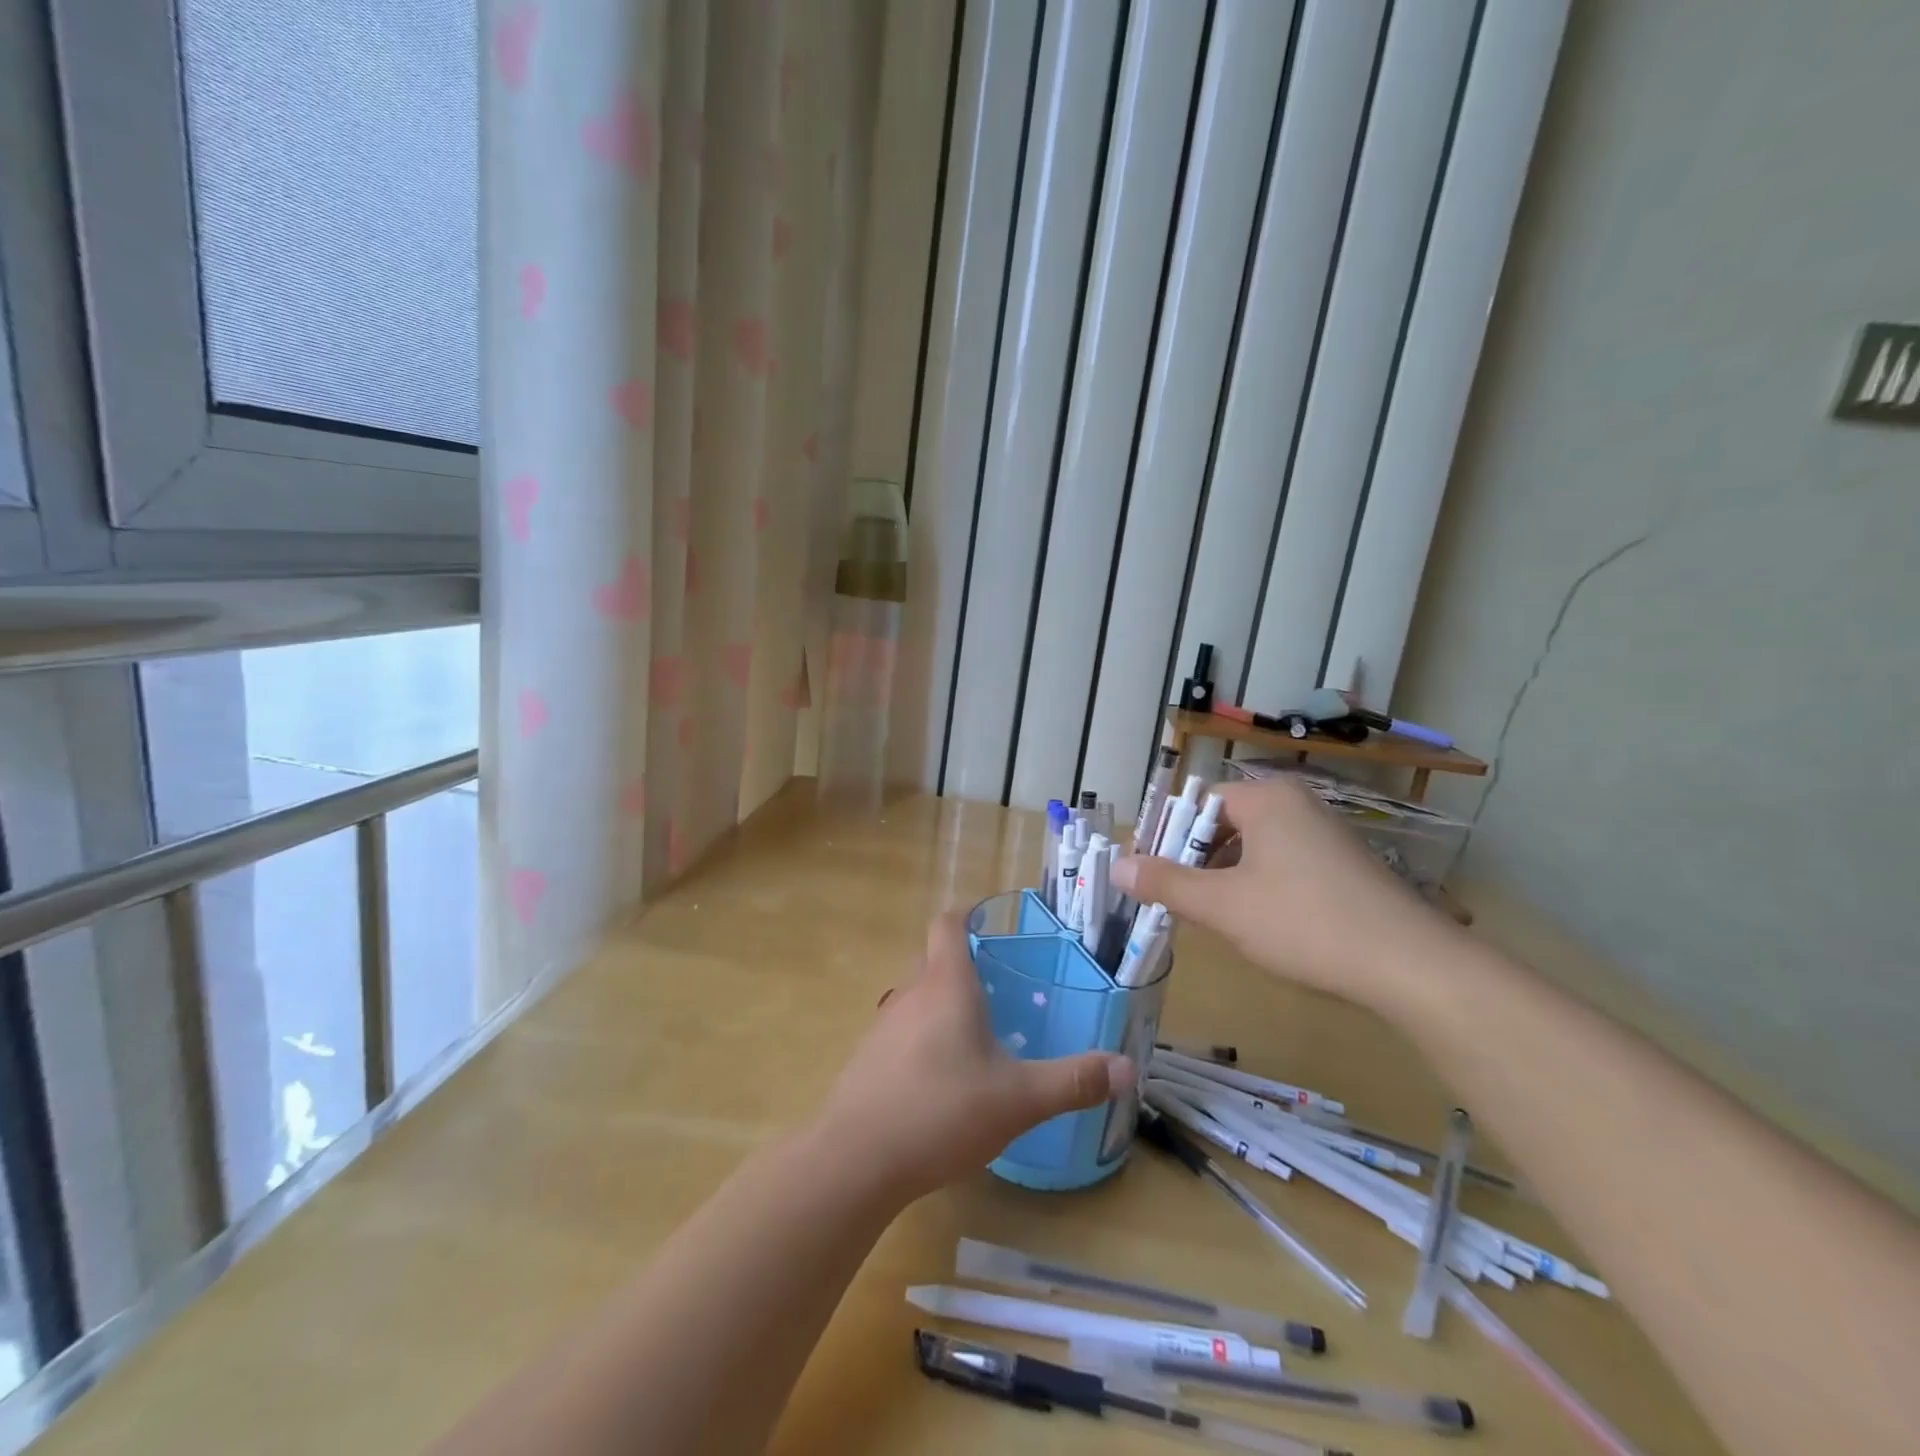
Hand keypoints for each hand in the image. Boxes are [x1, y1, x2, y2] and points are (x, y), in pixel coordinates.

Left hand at [817, 914, 1131, 1202]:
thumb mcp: (1018, 1099)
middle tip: (1001, 989)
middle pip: (933, 959)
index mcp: (946, 984)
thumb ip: (1073, 1081)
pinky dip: (924, 1037)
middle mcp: (910, 993)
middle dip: (964, 965)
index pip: (948, 923)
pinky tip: (943, 1079)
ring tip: (978, 1035)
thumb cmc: (942, 1112)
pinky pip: (902, 1031)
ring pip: (917, 997)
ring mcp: (883, 1026)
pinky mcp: (868, 1059)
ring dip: (943, 1004)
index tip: (993, 924)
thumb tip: (1128, 1068)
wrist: (856, 1160)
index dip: (968, 914)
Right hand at [1111, 778, 1444, 1014]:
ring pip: (1251, 847)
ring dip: (1221, 876)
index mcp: (1266, 798)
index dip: (1164, 837)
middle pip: (1222, 823)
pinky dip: (1255, 885)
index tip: (1145, 875)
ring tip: (1206, 915)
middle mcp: (1296, 804)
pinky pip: (1280, 863)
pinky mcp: (1342, 864)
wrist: (1412, 967)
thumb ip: (1166, 884)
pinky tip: (1253, 922)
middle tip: (1170, 899)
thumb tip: (1117, 866)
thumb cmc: (1306, 923)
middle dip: (1191, 860)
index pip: (1196, 804)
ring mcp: (1324, 833)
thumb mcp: (1224, 906)